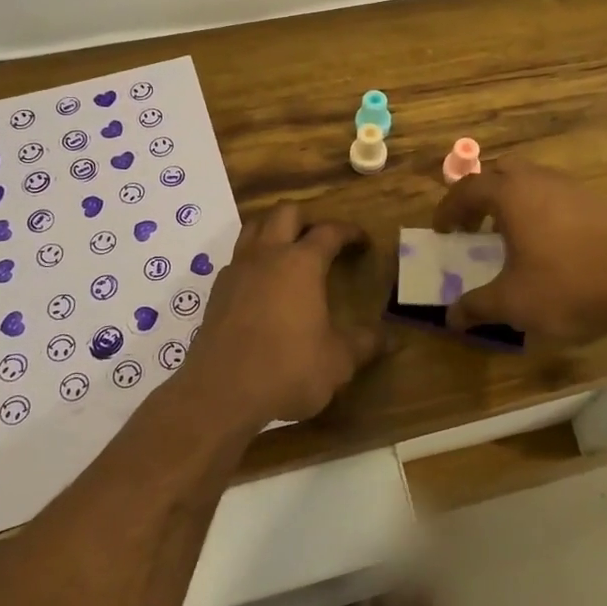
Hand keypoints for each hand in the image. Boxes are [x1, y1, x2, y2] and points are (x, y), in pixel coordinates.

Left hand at [182, 203, 382, 426]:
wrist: (220, 392)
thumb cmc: (287, 369)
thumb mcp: (337, 361)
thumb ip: (364, 344)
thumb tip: (389, 338)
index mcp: (302, 263)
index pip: (329, 232)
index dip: (349, 232)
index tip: (362, 240)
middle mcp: (268, 255)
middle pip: (286, 213)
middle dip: (307, 218)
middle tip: (321, 240)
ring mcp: (238, 270)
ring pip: (254, 227)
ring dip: (274, 230)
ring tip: (289, 251)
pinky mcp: (217, 291)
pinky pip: (238, 258)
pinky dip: (253, 260)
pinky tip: (262, 285)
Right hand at [431, 159, 606, 340]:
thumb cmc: (566, 286)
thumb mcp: (512, 303)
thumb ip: (476, 307)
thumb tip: (451, 318)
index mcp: (510, 194)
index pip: (468, 189)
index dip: (449, 209)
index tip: (442, 231)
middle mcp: (538, 180)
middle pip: (500, 173)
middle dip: (481, 195)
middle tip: (473, 225)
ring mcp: (571, 188)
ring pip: (531, 181)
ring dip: (512, 201)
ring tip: (509, 234)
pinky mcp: (596, 202)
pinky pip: (555, 194)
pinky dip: (539, 209)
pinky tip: (546, 243)